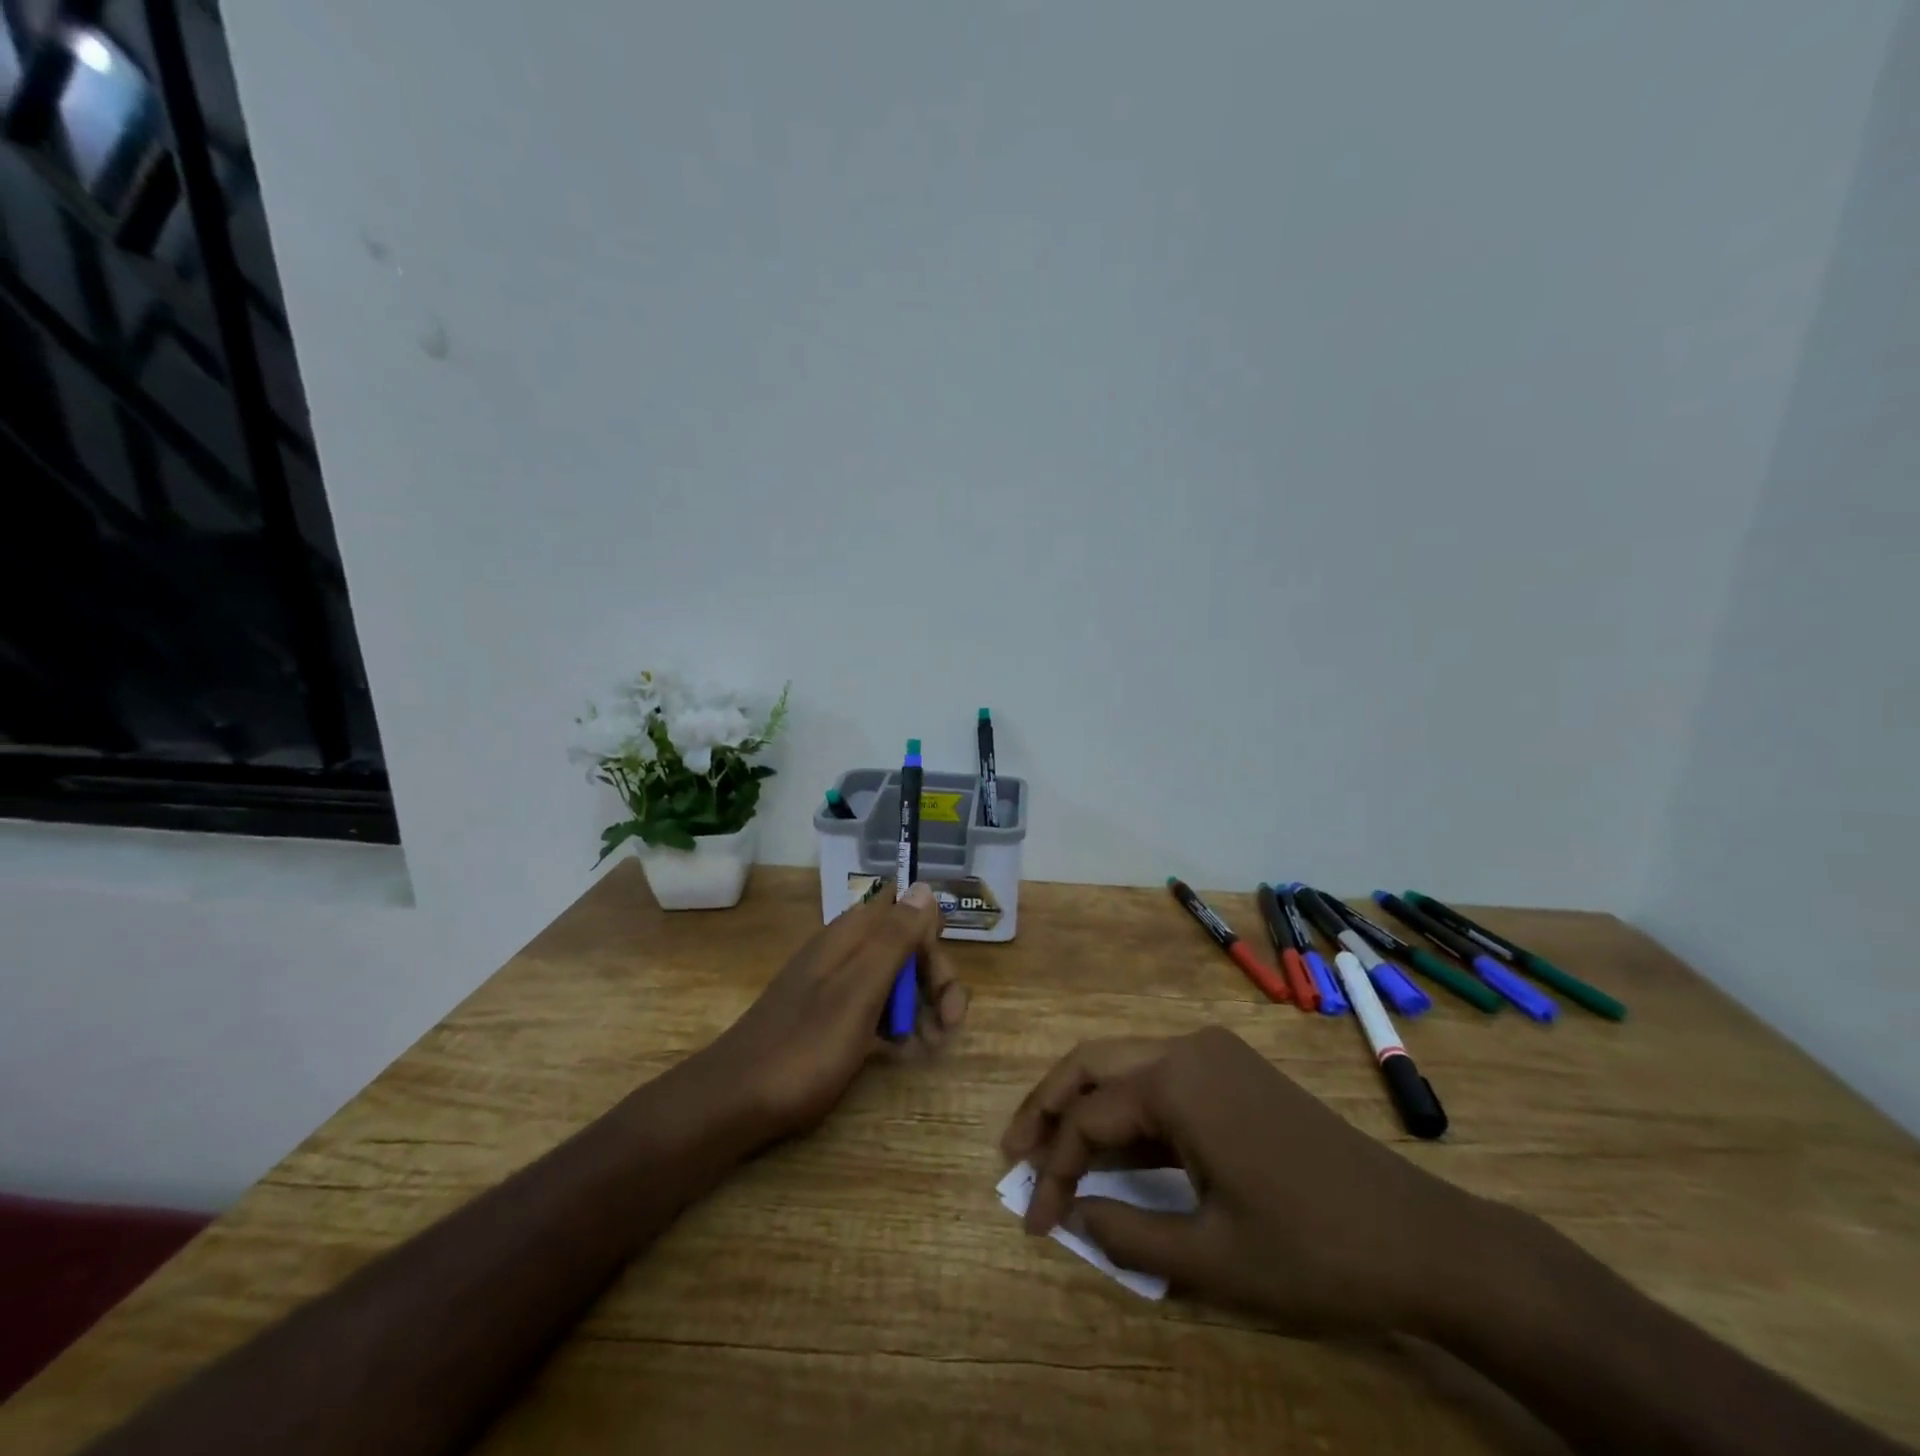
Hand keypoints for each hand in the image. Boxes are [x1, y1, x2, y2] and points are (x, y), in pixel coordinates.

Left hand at [699, 882, 968, 1139]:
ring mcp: (835, 983)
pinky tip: (900, 1052)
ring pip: (894, 977)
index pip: (907, 910)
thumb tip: (924, 887)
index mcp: (852, 934)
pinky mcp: (829, 1014)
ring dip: (921, 1005)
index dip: (931, 939)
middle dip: (935, 980)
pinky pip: (874, 1005)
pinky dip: (895, 1023)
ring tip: (930, 1047)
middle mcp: (845, 949)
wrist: (734, 1101)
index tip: (941, 984)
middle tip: (949, 1026)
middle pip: (906, 945)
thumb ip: (894, 937)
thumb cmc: (804, 1046)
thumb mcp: (859, 990)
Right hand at [1000, 1026, 1484, 1333]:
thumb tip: (1072, 1214)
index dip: (1054, 1169)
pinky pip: (1160, 1077)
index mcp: (1176, 1081)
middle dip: (1047, 1106)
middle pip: (1092, 1063)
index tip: (1034, 1220)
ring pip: (1124, 1064)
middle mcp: (1187, 1048)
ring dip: (1083, 1103)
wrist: (1420, 1237)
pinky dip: (1126, 1108)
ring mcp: (1214, 1053)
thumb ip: (1127, 1234)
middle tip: (1014, 1153)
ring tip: (1051, 1150)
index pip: (1087, 1118)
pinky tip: (1115, 1147)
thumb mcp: (1212, 1257)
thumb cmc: (1313, 1249)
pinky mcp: (1233, 1070)